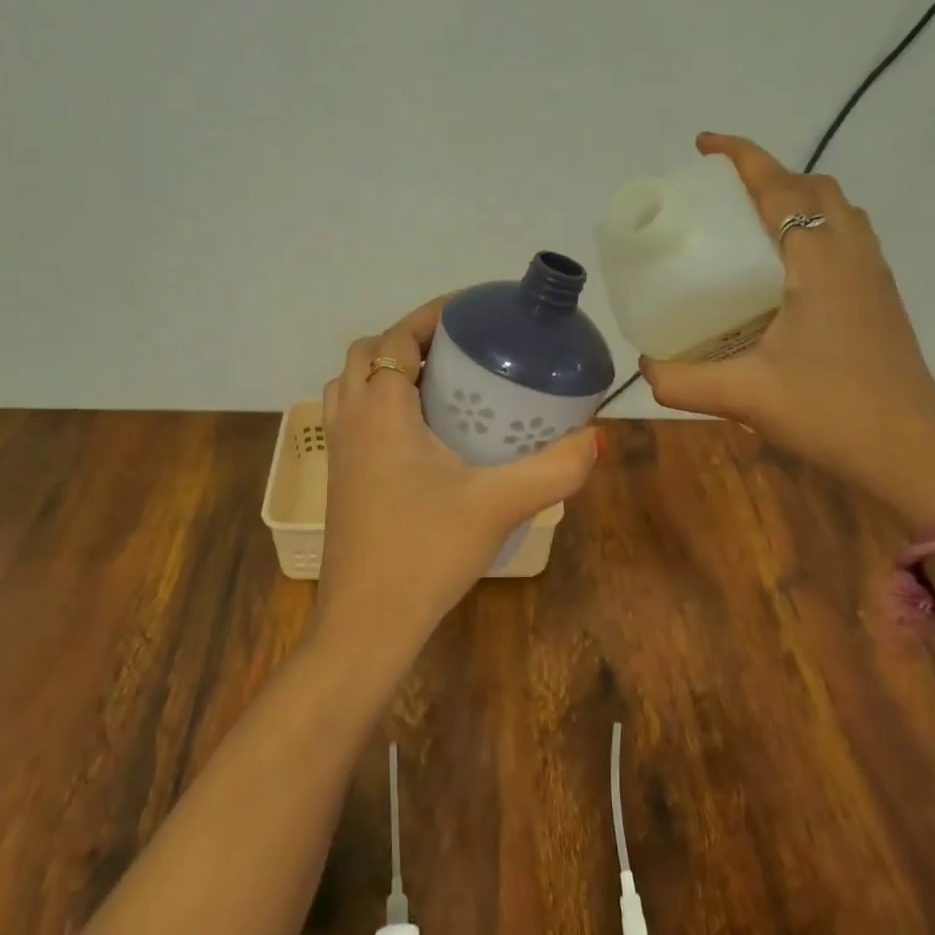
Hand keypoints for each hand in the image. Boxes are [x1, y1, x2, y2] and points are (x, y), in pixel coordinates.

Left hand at [316, 298, 602, 658]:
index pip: (399, 338)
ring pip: (350, 383)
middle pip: (369, 353)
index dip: (432, 316)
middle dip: (409, 339)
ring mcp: (337, 450)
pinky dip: (376, 401)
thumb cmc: (426, 552)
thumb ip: (554, 469)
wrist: (367, 622)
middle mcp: (350, 419)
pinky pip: (350, 415)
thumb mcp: (498, 505)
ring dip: (386, 369)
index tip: (473, 312)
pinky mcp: (338, 477)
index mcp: (381, 410)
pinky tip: (419, 433)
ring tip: (437, 382)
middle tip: (459, 350)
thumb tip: (596, 438)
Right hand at [639, 133, 934, 529]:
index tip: (704, 144)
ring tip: (753, 222)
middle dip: (768, 174)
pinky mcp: (882, 300)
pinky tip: (788, 270)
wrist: (913, 456)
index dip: (742, 156)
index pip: (780, 187)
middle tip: (723, 194)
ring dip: (798, 198)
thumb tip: (644, 367)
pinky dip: (817, 227)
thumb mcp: (744, 397)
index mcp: (819, 262)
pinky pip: (849, 238)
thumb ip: (682, 381)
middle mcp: (853, 256)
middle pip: (815, 188)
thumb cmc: (832, 414)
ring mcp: (875, 277)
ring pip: (839, 211)